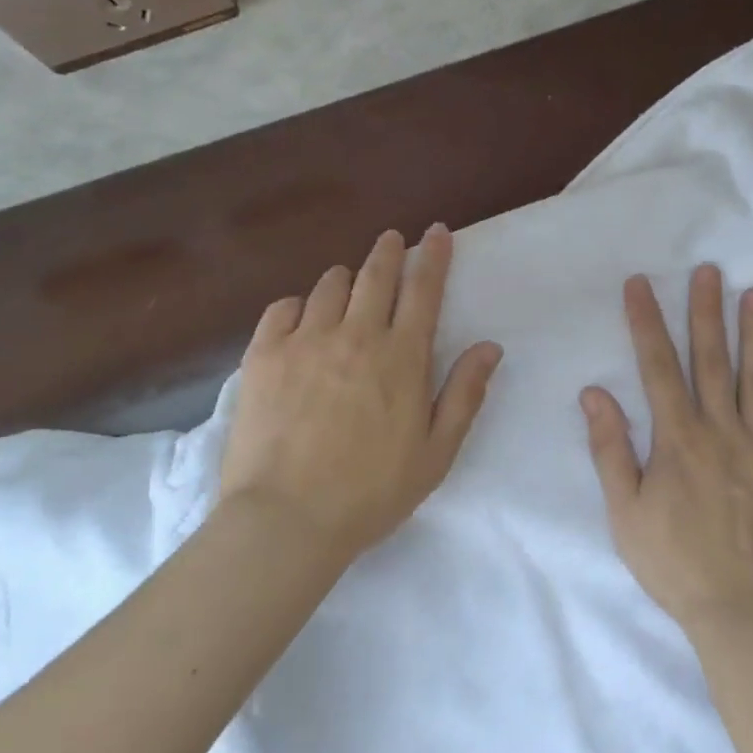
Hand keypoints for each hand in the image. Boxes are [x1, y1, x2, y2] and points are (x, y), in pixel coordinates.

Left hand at [221, 225, 502, 561]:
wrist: (286, 520)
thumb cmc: (370, 492)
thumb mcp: (435, 453)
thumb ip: (465, 395)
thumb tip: (489, 346)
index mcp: (401, 357)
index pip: (423, 290)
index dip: (432, 256)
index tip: (436, 232)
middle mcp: (356, 335)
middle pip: (375, 275)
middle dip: (388, 250)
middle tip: (392, 239)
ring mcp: (305, 341)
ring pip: (329, 286)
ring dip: (345, 278)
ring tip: (348, 285)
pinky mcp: (263, 355)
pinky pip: (282, 308)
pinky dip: (296, 304)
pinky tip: (300, 316)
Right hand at [581, 265, 752, 639]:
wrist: (744, 617)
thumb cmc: (675, 564)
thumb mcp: (624, 513)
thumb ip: (610, 449)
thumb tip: (594, 392)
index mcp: (678, 439)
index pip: (658, 367)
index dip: (647, 322)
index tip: (640, 285)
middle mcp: (723, 432)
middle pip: (713, 361)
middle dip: (706, 312)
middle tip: (708, 270)